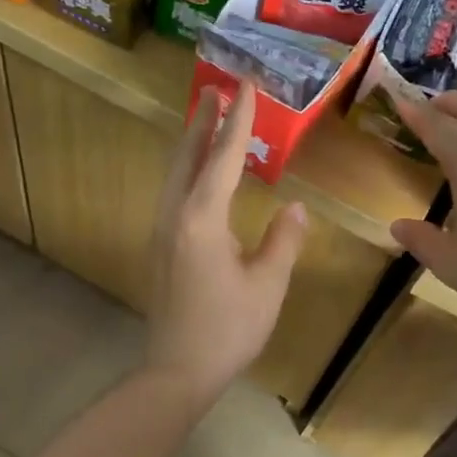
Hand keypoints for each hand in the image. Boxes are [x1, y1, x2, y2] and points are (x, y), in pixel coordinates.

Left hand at [147, 85, 308, 403]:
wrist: (178, 372)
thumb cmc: (227, 329)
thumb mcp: (267, 285)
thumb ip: (283, 241)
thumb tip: (295, 209)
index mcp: (201, 219)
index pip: (222, 158)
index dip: (237, 120)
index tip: (244, 85)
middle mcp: (174, 217)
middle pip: (186, 158)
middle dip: (202, 123)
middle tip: (214, 90)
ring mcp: (162, 234)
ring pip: (174, 176)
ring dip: (191, 146)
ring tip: (207, 124)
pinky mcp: (161, 251)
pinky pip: (173, 196)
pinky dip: (187, 173)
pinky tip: (198, 179)